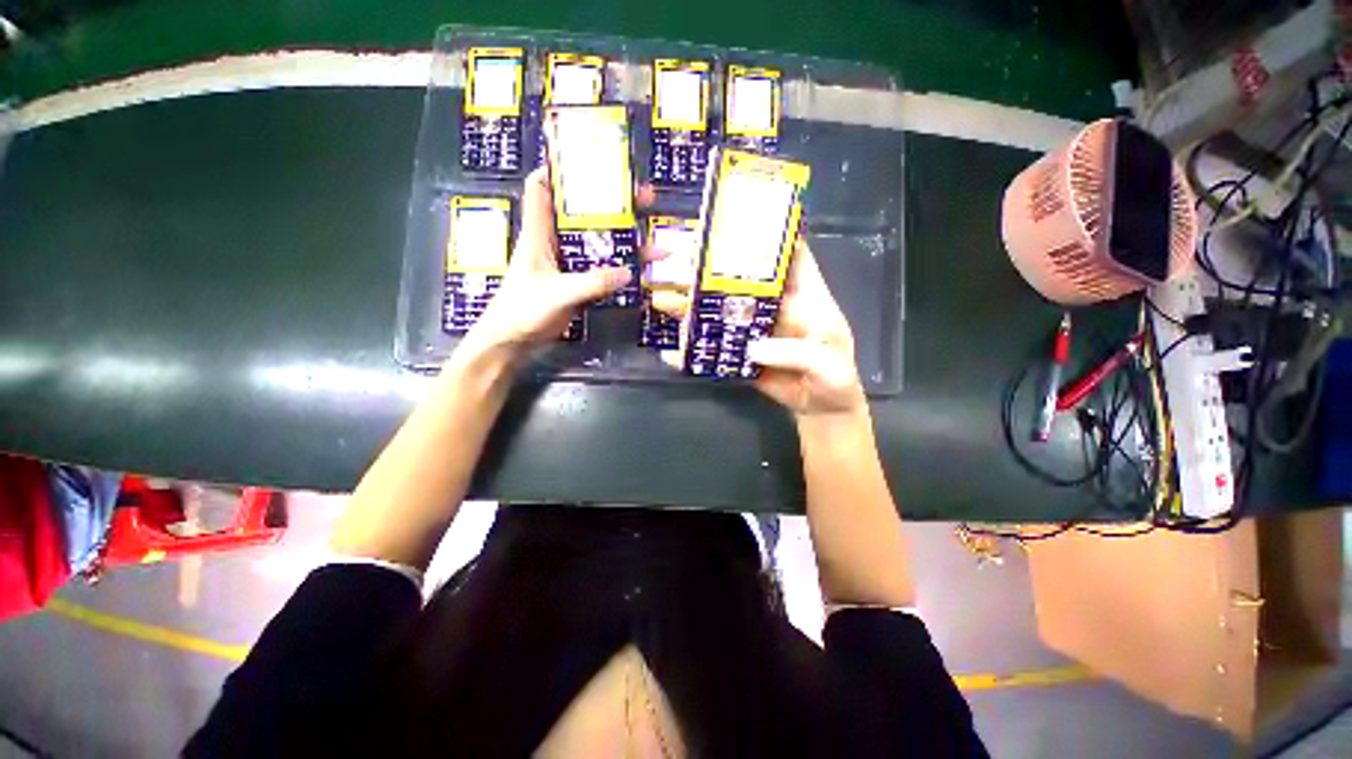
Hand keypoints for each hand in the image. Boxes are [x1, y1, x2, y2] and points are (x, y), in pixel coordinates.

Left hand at [461, 168, 631, 359]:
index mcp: (540, 234)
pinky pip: (604, 273)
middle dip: (613, 204)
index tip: (588, 155)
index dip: (560, 167)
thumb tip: (628, 273)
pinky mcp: (578, 286)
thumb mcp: (556, 293)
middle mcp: (556, 244)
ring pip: (601, 245)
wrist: (512, 344)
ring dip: (627, 242)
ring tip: (657, 242)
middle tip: (645, 198)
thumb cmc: (522, 312)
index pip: (542, 188)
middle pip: (585, 214)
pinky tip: (644, 276)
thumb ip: (591, 283)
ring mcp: (569, 266)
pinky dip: (623, 272)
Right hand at [653, 239, 864, 417]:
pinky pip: (717, 346)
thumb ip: (796, 353)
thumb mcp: (828, 364)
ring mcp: (755, 330)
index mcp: (805, 298)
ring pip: (723, 311)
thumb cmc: (835, 380)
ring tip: (663, 298)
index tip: (740, 221)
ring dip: (695, 306)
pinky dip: (695, 347)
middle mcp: (776, 307)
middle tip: (681, 261)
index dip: (771, 237)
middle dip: (714, 271)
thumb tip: (752, 348)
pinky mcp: (742, 353)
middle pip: (743, 281)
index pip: (791, 256)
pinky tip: (672, 347)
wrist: (820, 411)